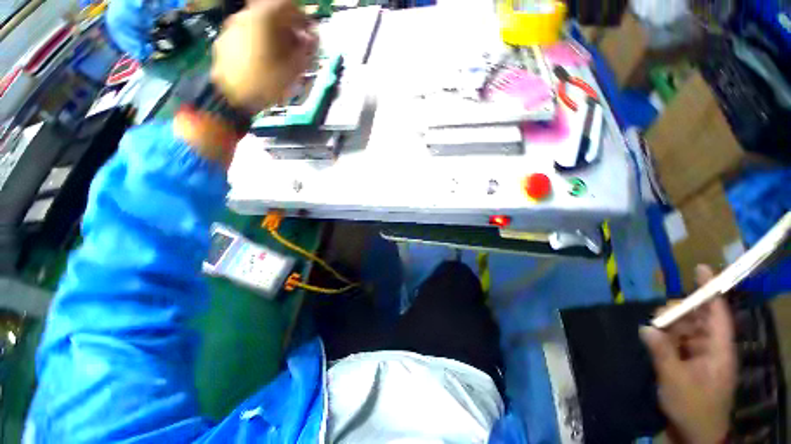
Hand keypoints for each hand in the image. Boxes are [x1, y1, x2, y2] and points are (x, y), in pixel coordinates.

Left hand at [210, 0, 316, 111]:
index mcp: (264, 18)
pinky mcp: (224, 40)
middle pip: (271, 12)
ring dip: (271, 33)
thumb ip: (305, 51)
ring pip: (257, 22)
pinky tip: (262, 59)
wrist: (231, 98)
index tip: (308, 30)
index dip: (302, 15)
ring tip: (279, 55)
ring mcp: (231, 27)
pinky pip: (246, 33)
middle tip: (296, 45)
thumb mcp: (293, 70)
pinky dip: (257, 40)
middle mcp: (245, 15)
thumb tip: (312, 39)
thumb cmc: (266, 83)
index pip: (287, 4)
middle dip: (287, 26)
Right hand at [640, 265, 736, 443]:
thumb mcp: (675, 381)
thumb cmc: (693, 408)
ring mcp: (701, 355)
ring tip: (655, 330)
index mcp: (719, 350)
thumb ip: (662, 352)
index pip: (717, 314)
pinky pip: (678, 340)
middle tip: (660, 315)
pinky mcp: (689, 361)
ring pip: (686, 328)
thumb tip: (646, 327)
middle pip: (699, 318)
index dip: (710, 291)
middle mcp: (713, 347)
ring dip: (670, 325)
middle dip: (680, 311)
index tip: (700, 269)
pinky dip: (666, 336)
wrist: (695, 434)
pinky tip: (656, 339)